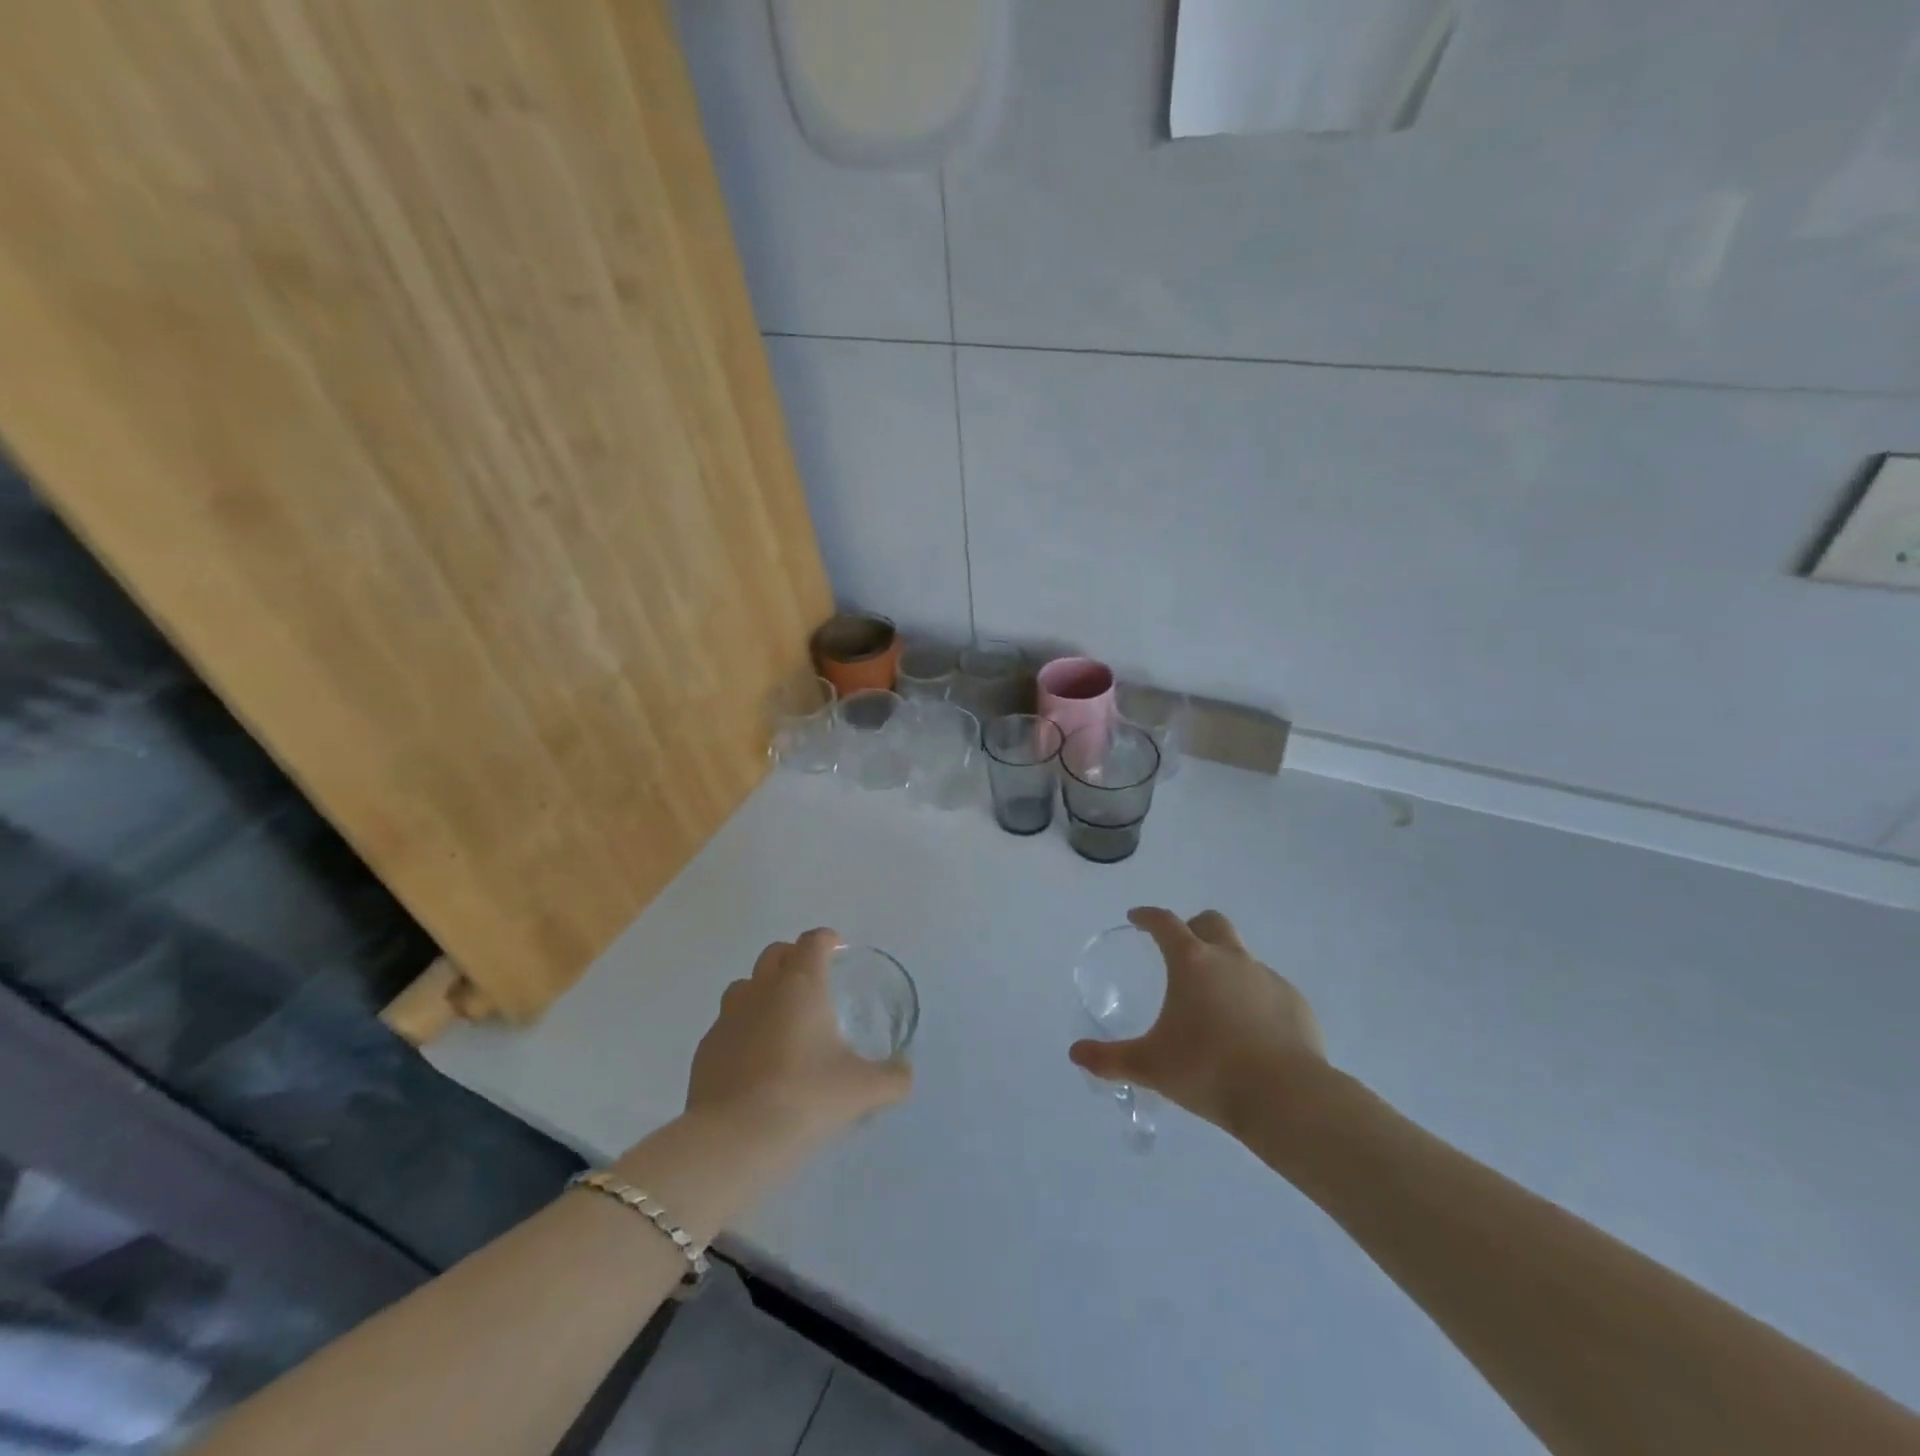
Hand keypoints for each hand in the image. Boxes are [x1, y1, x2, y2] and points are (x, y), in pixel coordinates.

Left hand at [686, 928, 911, 1148]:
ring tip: (781, 1019)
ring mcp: (727, 1017)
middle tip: (812, 980)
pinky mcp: (705, 1049)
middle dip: (793, 957)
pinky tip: (754, 1060)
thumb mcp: (863, 1090)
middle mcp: (761, 990)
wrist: (734, 1139)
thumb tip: (906, 1072)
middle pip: (775, 954)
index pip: (813, 941)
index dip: (827, 940)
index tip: (837, 949)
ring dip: (763, 991)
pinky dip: (742, 1030)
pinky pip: (726, 1025)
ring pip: (745, 986)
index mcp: (801, 985)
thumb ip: (893, 1077)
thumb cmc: (806, 1098)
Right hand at [1069, 907, 1326, 1138]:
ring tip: (1215, 1005)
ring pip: (1242, 957)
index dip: (1148, 917)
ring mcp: (1268, 978)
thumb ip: (1110, 1059)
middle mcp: (1231, 959)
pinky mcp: (1296, 1003)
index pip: (1165, 923)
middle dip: (1194, 927)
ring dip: (1225, 967)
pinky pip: (1268, 990)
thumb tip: (1075, 1054)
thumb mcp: (1150, 1067)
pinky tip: (1250, 1032)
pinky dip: (1254, 999)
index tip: (1137, 918)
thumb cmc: (1208, 1071)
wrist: (1286, 1098)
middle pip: (1212, 922)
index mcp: (1192, 962)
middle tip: (1180, 950)